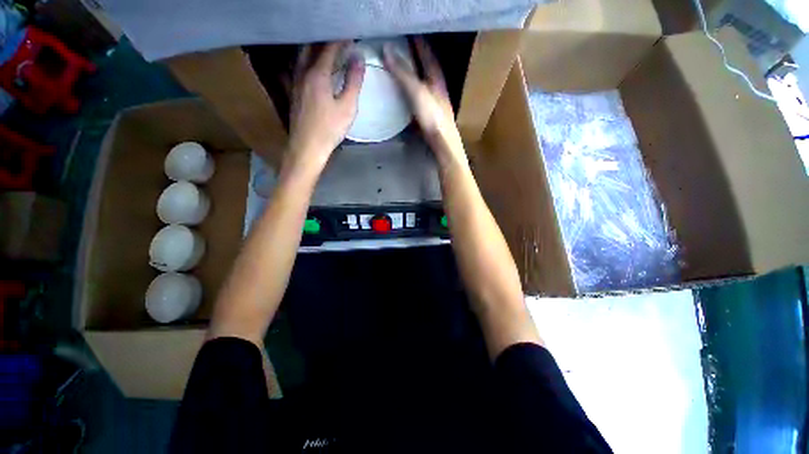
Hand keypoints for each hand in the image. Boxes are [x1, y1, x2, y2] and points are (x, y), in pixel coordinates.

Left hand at [286, 42, 364, 174]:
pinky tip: (315, 68)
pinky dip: (309, 61)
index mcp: (317, 74)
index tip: (350, 34)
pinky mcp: (294, 93)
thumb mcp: (347, 107)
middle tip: (338, 39)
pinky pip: (300, 68)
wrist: (307, 147)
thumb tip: (358, 58)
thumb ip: (353, 81)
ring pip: (303, 57)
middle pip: (311, 48)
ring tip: (327, 50)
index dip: (340, 40)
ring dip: (315, 49)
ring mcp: (295, 82)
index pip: (328, 49)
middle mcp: (302, 73)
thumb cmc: (330, 128)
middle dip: (324, 40)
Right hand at [384, 38, 464, 163]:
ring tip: (400, 67)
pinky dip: (411, 90)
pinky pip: (418, 95)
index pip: (426, 52)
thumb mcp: (417, 91)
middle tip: (401, 48)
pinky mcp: (430, 113)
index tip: (407, 33)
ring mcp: (434, 100)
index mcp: (436, 76)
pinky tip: (405, 93)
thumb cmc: (432, 115)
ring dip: (413, 73)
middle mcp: (437, 86)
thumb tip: (386, 49)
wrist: (442, 141)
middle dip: (415, 56)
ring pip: (423, 81)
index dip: (418, 42)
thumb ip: (403, 72)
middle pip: (426, 66)